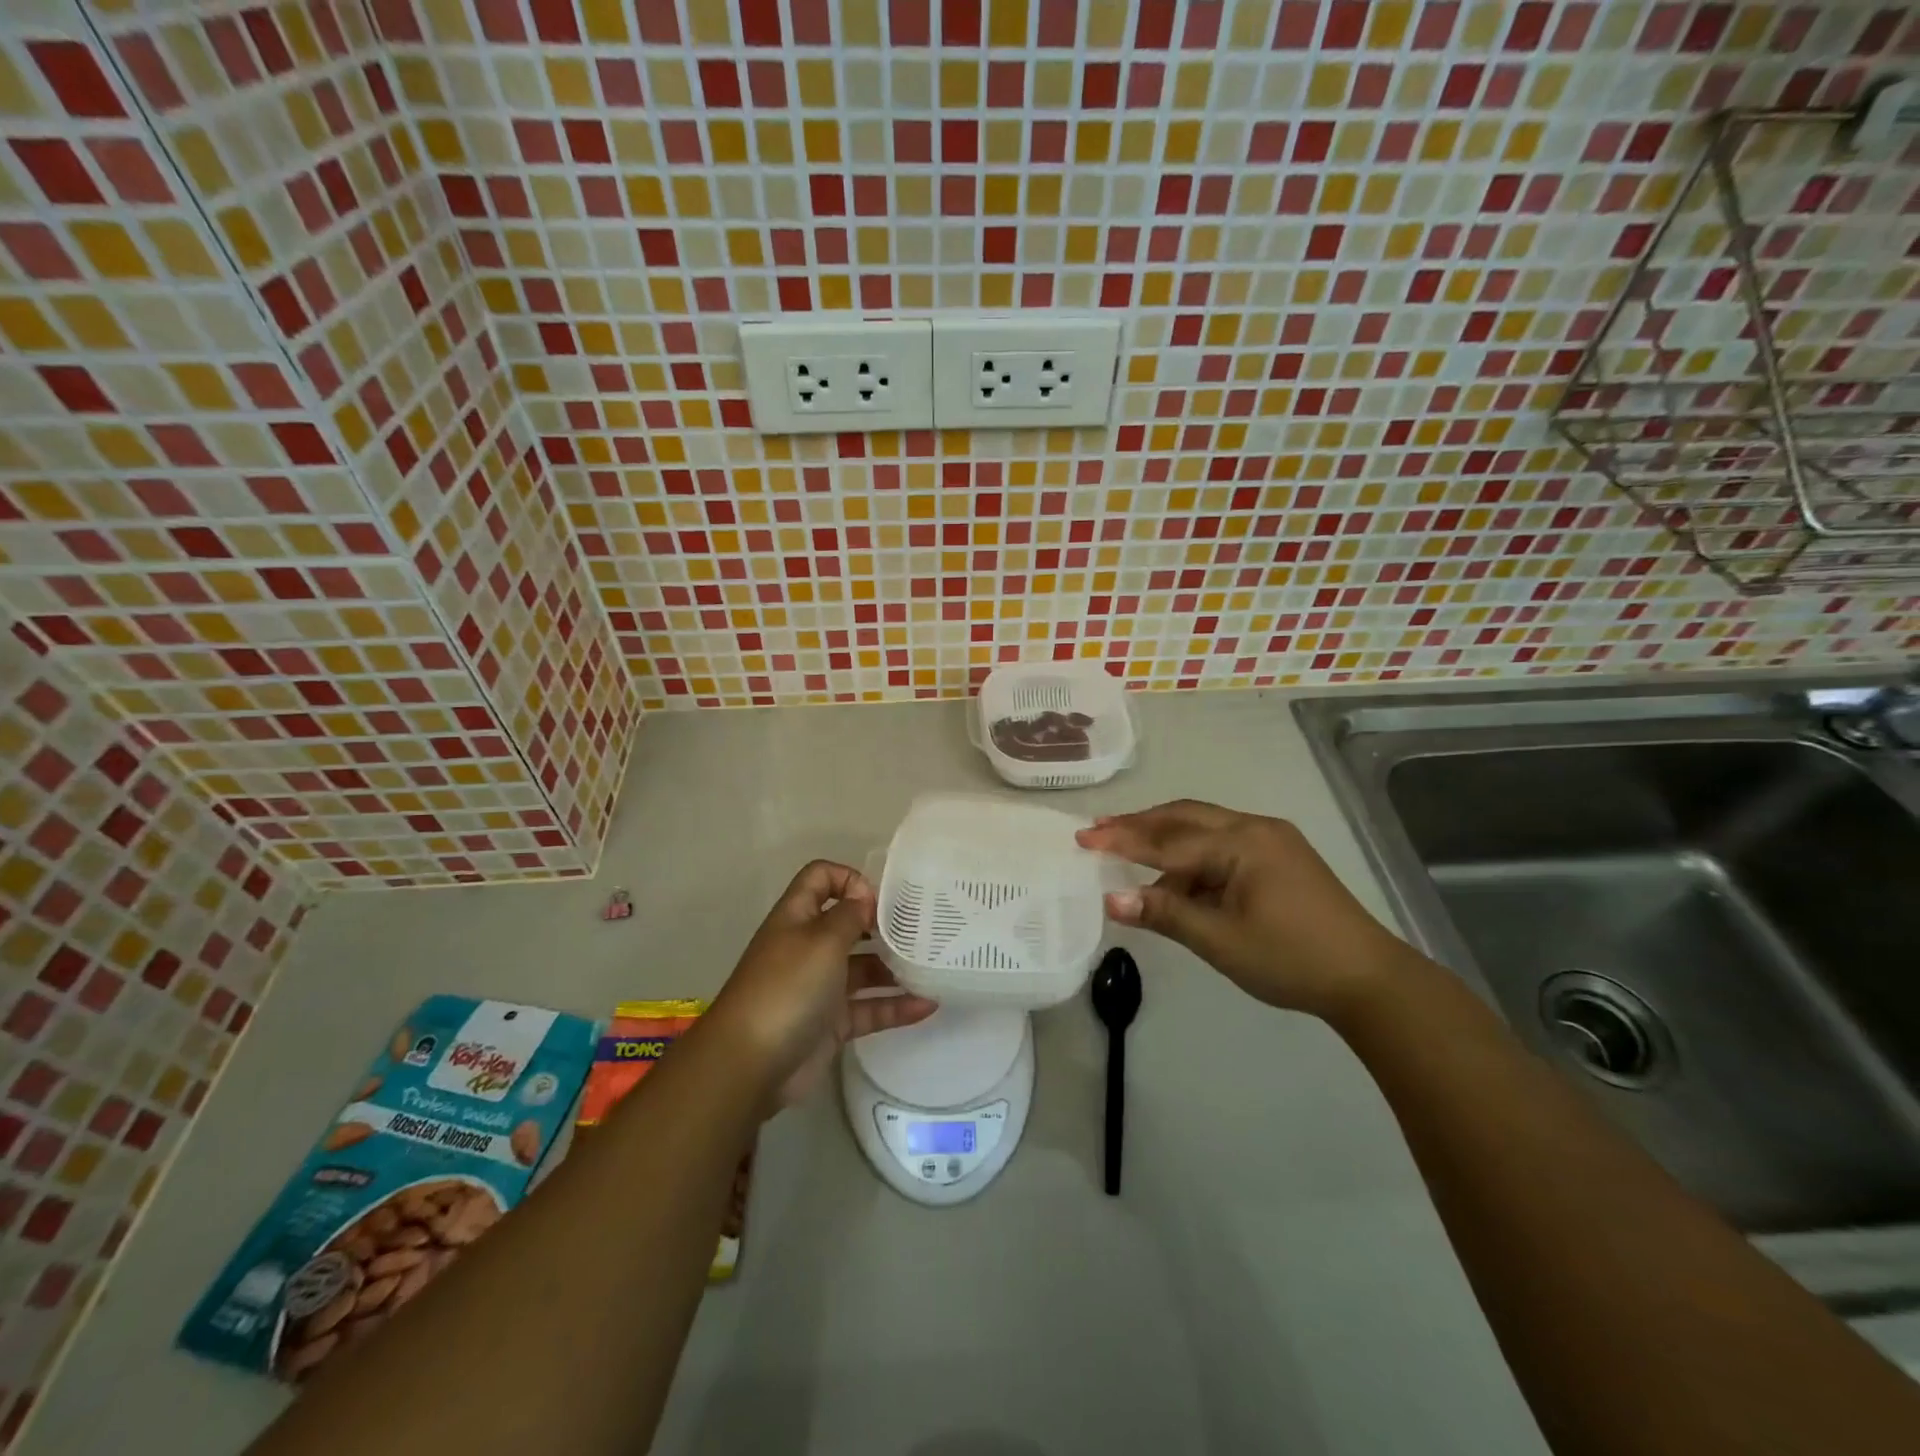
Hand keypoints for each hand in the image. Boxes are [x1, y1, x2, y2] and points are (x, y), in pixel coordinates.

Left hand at [710, 860, 936, 1106]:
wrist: (751, 1063)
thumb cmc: (787, 987)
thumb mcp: (822, 940)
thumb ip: (849, 915)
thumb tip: (865, 900)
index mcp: (797, 917)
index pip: (820, 878)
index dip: (849, 878)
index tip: (880, 900)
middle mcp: (808, 947)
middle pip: (848, 923)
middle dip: (882, 924)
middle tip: (920, 930)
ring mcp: (820, 987)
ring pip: (863, 969)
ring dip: (895, 968)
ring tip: (932, 967)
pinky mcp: (832, 1023)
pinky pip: (869, 1008)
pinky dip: (896, 1006)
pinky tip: (928, 1005)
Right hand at [1076, 800, 1409, 1020]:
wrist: (1369, 979)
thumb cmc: (1291, 959)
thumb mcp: (1221, 940)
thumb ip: (1166, 913)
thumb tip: (1111, 898)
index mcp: (1243, 842)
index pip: (1168, 839)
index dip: (1122, 840)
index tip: (1082, 837)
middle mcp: (1255, 828)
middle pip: (1185, 817)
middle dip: (1140, 824)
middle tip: (1098, 829)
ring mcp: (1271, 840)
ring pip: (1204, 827)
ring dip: (1165, 838)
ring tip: (1127, 852)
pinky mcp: (1280, 856)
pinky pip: (1222, 843)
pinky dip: (1192, 855)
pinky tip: (1175, 877)